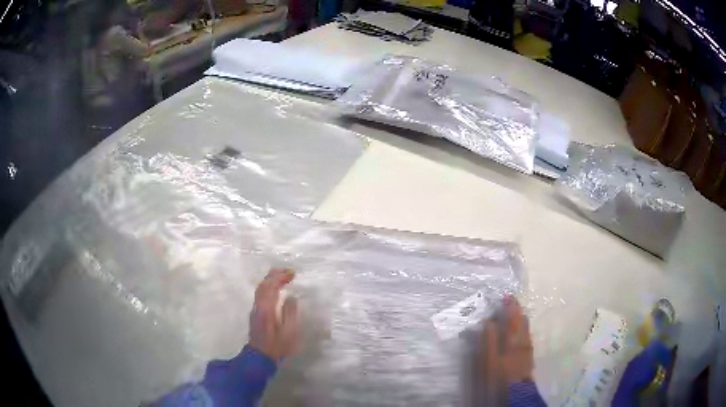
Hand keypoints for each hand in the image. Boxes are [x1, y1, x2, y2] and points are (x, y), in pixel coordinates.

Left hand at [248, 268, 299, 361]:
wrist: (260, 357)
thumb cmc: (277, 346)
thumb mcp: (289, 332)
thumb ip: (291, 313)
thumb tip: (292, 298)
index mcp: (267, 308)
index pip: (271, 286)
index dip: (281, 276)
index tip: (293, 273)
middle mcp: (259, 305)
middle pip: (263, 284)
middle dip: (275, 274)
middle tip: (288, 272)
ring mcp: (255, 309)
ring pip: (260, 289)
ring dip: (271, 280)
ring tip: (283, 278)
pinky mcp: (256, 314)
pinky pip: (261, 294)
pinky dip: (268, 287)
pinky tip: (275, 290)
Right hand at [481, 297, 533, 385]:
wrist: (516, 392)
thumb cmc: (499, 376)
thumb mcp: (489, 359)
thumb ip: (489, 340)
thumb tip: (489, 321)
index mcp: (514, 338)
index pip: (513, 317)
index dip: (510, 306)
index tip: (506, 295)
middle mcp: (524, 340)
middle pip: (522, 321)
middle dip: (516, 311)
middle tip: (509, 303)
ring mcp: (528, 349)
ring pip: (526, 329)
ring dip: (520, 320)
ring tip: (514, 316)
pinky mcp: (528, 356)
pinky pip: (526, 337)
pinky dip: (522, 331)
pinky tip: (519, 335)